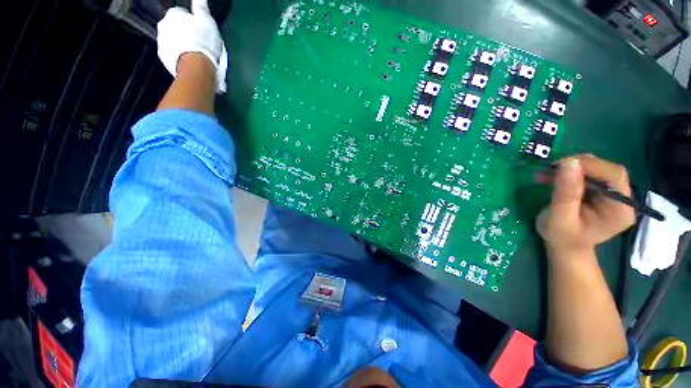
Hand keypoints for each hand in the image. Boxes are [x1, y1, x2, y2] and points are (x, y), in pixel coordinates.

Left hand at [157, 0, 227, 92]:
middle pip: (174, 27)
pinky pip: (171, 54)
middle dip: (183, 33)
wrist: (196, 66)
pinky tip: (190, 62)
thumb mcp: (206, 20)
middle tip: (198, 43)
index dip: (191, 21)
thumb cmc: (202, 40)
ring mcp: (161, 42)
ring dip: (181, 45)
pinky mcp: (163, 58)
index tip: (200, 30)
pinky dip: (179, 57)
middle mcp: (162, 25)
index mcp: (173, 13)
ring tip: (195, 54)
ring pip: (172, 40)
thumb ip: (201, 6)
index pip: (181, 13)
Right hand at [536, 155, 635, 255]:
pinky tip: (554, 176)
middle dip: (579, 165)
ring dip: (572, 168)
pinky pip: (590, 174)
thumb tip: (568, 161)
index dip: (590, 165)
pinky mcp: (603, 192)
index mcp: (620, 210)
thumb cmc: (562, 237)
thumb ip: (566, 192)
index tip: (560, 165)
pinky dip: (570, 172)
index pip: (613, 176)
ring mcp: (614, 195)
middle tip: (552, 168)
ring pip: (598, 169)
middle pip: (607, 170)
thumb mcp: (560, 217)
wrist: (564, 246)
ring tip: (548, 173)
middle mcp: (623, 199)